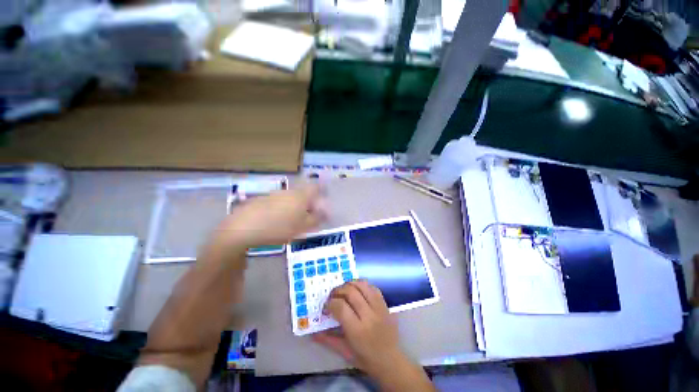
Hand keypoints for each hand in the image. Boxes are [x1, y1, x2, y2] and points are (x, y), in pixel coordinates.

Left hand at [211, 184, 325, 250]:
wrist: (243, 228)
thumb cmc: (278, 228)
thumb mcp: (302, 227)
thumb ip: (316, 219)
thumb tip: (325, 213)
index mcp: (300, 196)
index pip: (316, 188)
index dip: (322, 195)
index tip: (322, 207)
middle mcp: (289, 191)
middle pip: (304, 194)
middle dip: (309, 204)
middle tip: (308, 218)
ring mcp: (274, 194)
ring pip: (291, 198)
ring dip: (295, 207)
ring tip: (292, 222)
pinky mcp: (262, 200)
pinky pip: (279, 202)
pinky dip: (282, 209)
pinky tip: (276, 221)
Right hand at [313, 280, 410, 379]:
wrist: (390, 360)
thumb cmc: (366, 359)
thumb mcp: (345, 352)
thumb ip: (328, 340)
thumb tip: (312, 333)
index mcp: (357, 330)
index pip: (341, 307)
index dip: (330, 303)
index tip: (326, 306)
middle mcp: (369, 315)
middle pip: (351, 292)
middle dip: (338, 290)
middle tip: (333, 296)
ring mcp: (378, 307)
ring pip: (362, 285)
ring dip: (350, 284)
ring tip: (344, 290)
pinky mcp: (384, 304)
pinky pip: (373, 287)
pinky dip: (363, 285)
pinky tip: (357, 290)